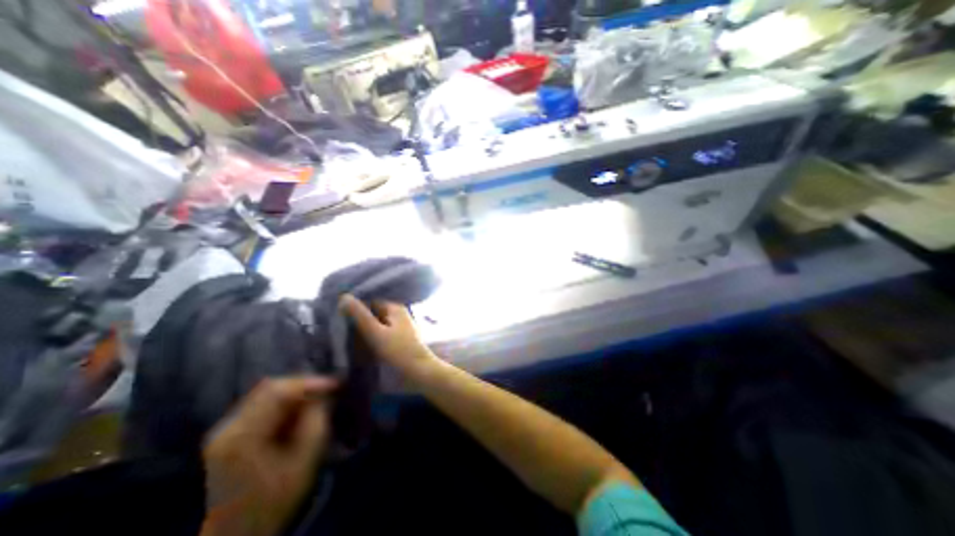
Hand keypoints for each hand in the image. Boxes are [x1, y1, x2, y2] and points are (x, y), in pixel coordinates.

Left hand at [199, 377, 336, 535]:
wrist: (238, 533)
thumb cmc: (275, 499)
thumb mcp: (305, 459)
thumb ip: (315, 420)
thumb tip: (324, 394)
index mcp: (241, 437)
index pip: (276, 392)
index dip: (309, 382)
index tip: (335, 384)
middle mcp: (227, 427)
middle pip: (269, 388)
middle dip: (303, 386)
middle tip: (328, 392)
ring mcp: (225, 429)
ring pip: (267, 393)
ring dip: (295, 394)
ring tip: (317, 402)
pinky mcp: (231, 432)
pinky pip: (263, 404)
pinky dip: (286, 403)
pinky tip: (299, 413)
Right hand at [337, 294, 437, 376]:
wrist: (420, 372)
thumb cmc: (399, 351)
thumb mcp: (376, 333)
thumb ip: (360, 316)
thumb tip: (343, 296)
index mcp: (394, 308)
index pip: (370, 301)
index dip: (354, 308)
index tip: (336, 316)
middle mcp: (397, 314)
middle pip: (372, 313)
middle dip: (357, 320)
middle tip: (336, 327)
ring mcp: (399, 327)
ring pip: (375, 324)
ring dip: (362, 330)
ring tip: (342, 336)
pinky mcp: (398, 339)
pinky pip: (380, 334)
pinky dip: (370, 338)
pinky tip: (358, 345)